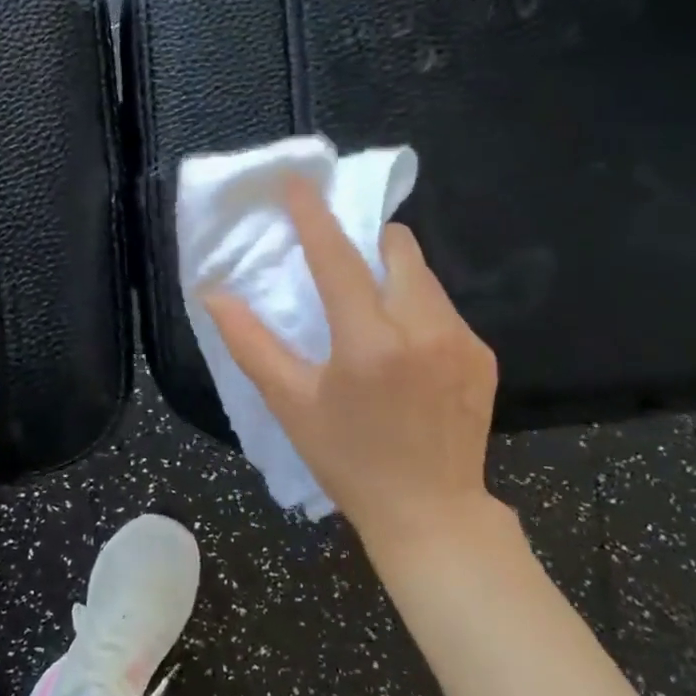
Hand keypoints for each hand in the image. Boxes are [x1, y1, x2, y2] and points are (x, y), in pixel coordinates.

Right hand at [205, 177, 501, 549]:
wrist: (432, 513)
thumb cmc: (348, 460)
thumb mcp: (291, 404)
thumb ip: (251, 344)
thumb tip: (213, 295)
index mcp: (369, 343)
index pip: (338, 259)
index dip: (314, 216)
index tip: (298, 182)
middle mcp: (422, 329)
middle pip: (397, 248)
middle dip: (368, 243)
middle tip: (343, 268)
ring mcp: (461, 340)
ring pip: (423, 275)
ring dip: (393, 277)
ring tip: (373, 317)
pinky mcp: (482, 354)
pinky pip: (444, 306)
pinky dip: (417, 309)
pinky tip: (406, 352)